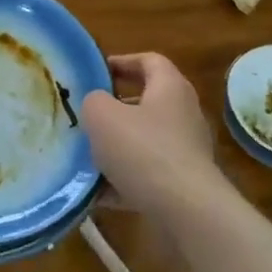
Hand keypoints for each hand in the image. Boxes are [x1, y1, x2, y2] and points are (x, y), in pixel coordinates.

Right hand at [81, 53, 216, 206]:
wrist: (185, 211)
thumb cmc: (143, 150)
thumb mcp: (101, 115)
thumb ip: (93, 101)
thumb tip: (97, 105)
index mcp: (170, 88)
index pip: (149, 61)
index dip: (122, 61)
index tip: (96, 71)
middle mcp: (184, 115)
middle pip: (147, 102)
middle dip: (114, 109)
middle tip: (86, 115)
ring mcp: (186, 151)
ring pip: (144, 142)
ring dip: (116, 147)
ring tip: (85, 156)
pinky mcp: (183, 184)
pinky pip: (147, 175)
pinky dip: (123, 180)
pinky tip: (96, 192)